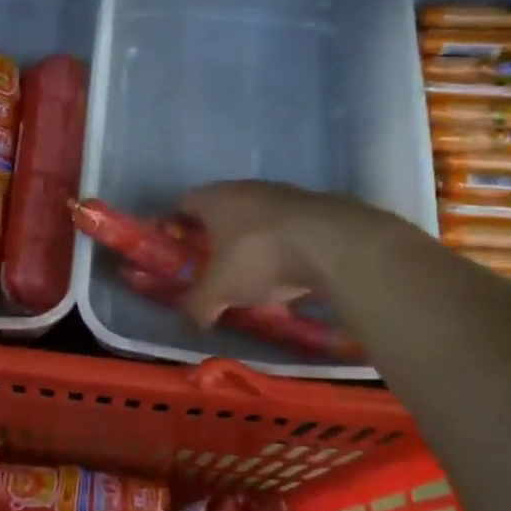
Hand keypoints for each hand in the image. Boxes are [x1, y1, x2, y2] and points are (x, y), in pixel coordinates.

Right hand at [178, 180, 356, 324]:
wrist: (333, 243)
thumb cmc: (259, 257)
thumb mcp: (220, 290)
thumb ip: (198, 306)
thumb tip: (188, 323)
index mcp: (213, 199)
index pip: (183, 204)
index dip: (177, 226)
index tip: (177, 250)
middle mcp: (244, 187)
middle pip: (221, 208)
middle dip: (215, 235)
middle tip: (212, 264)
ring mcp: (282, 193)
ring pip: (255, 216)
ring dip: (251, 239)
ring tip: (252, 271)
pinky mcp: (314, 206)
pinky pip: (286, 226)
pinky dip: (281, 244)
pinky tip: (287, 268)